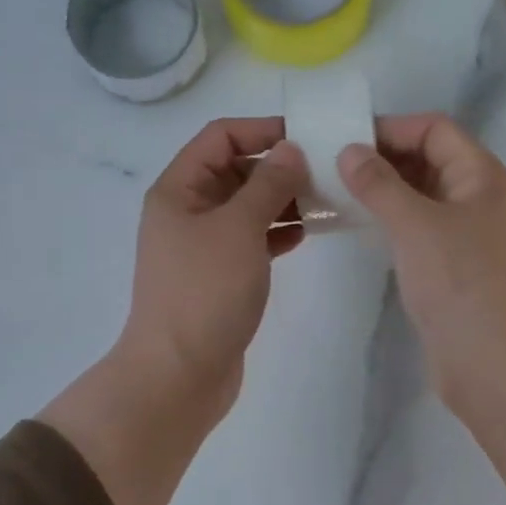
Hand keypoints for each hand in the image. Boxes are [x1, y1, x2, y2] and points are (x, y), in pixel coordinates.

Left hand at [117, 117, 308, 423]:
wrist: (180, 374)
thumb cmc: (204, 292)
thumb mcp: (239, 228)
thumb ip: (268, 184)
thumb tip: (292, 149)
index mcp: (178, 189)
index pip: (220, 137)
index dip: (261, 130)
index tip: (308, 137)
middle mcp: (187, 211)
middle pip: (236, 171)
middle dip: (279, 167)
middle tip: (327, 172)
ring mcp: (204, 246)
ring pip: (248, 207)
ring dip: (283, 201)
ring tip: (327, 202)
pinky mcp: (221, 276)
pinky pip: (253, 240)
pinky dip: (278, 233)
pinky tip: (308, 235)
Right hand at [338, 114, 505, 406]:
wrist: (491, 360)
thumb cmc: (458, 281)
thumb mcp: (414, 224)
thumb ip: (379, 183)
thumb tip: (349, 151)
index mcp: (484, 176)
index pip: (436, 130)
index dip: (392, 128)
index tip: (345, 140)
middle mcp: (482, 197)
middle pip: (431, 160)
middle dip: (384, 159)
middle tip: (333, 167)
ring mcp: (471, 234)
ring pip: (424, 196)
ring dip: (386, 191)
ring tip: (339, 193)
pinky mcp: (456, 265)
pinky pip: (422, 227)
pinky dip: (394, 220)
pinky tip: (362, 226)